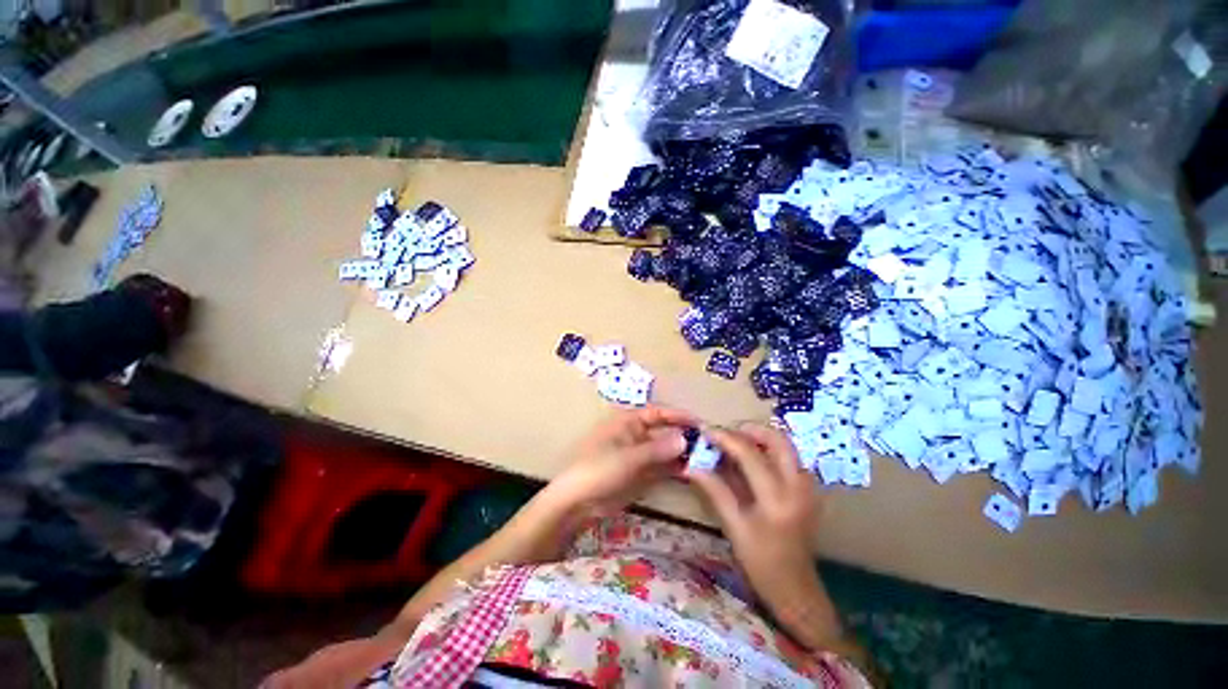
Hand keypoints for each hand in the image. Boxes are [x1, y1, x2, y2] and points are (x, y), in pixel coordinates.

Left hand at [545, 406, 696, 518]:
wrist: (578, 502)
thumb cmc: (598, 469)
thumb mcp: (628, 457)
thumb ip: (657, 449)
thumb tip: (685, 439)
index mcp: (628, 422)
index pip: (658, 413)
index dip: (678, 416)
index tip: (700, 423)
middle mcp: (636, 435)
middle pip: (664, 431)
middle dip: (684, 436)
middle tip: (709, 444)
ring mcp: (639, 455)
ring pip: (665, 450)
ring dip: (682, 453)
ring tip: (706, 458)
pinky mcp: (641, 473)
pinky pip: (662, 467)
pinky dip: (675, 468)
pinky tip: (692, 471)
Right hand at [686, 423, 838, 642]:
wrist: (796, 588)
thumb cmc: (761, 562)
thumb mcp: (733, 527)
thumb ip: (715, 491)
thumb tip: (691, 466)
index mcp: (776, 499)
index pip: (750, 454)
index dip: (725, 438)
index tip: (706, 430)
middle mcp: (797, 487)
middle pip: (778, 439)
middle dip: (750, 429)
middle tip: (727, 433)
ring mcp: (808, 487)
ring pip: (786, 446)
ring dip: (761, 438)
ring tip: (737, 443)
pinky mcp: (810, 490)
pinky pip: (790, 457)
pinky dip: (771, 450)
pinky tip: (754, 459)